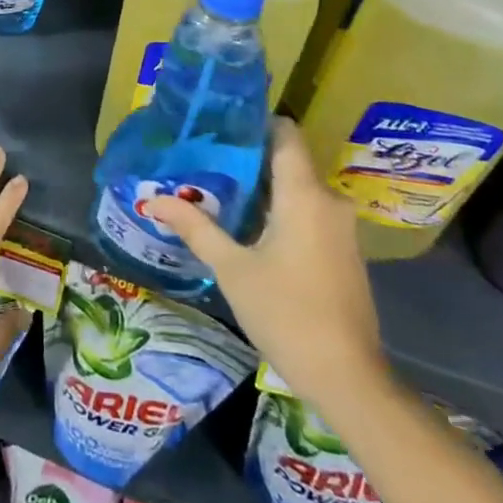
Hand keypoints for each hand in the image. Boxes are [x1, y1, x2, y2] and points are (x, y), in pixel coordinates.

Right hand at [145, 119, 389, 421]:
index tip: (221, 125)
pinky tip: (251, 225)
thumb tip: (154, 199)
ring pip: (299, 188)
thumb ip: (195, 227)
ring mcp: (341, 227)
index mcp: (304, 194)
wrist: (349, 380)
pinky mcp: (345, 251)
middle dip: (249, 158)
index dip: (255, 122)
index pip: (286, 133)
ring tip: (221, 189)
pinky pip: (310, 212)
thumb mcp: (232, 269)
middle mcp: (329, 200)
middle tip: (207, 159)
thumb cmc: (287, 314)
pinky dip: (282, 209)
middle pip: (288, 160)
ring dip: (264, 187)